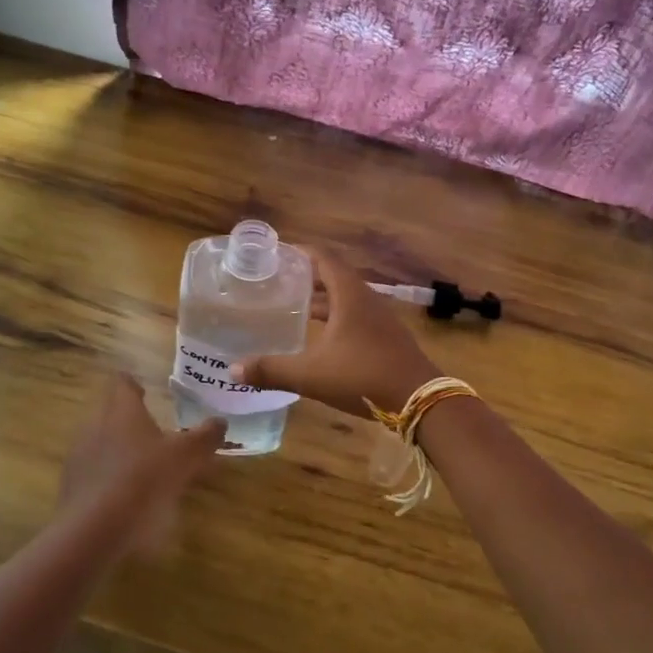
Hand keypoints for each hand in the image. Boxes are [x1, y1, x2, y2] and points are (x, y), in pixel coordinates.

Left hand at [55, 373, 226, 552]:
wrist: (93, 530)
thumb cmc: (143, 480)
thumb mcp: (185, 457)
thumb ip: (205, 437)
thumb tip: (220, 422)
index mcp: (122, 410)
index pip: (122, 383)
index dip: (134, 385)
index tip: (147, 393)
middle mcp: (95, 425)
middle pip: (109, 411)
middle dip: (130, 419)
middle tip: (154, 432)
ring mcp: (79, 456)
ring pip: (100, 441)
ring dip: (119, 448)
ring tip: (143, 466)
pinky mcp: (71, 485)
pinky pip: (93, 471)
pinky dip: (109, 476)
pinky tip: (126, 495)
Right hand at [236, 250, 442, 418]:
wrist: (419, 399)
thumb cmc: (363, 376)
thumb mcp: (311, 375)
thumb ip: (272, 370)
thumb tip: (233, 370)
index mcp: (350, 296)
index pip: (324, 258)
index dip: (301, 252)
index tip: (277, 254)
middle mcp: (367, 300)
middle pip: (334, 277)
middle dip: (307, 277)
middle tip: (278, 282)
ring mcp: (380, 320)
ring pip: (346, 300)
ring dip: (322, 300)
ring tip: (294, 307)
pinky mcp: (386, 338)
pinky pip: (356, 317)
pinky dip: (335, 318)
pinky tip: (320, 337)